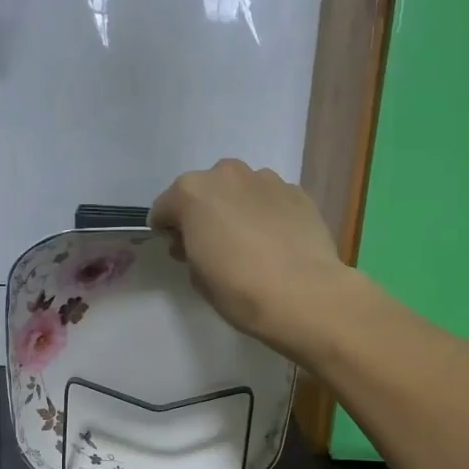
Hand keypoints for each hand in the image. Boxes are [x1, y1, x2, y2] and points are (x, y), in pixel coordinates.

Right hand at [147, 159, 352, 358]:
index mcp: (192, 192)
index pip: (165, 207)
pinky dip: (267, 214)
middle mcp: (227, 174)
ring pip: (240, 190)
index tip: (178, 250)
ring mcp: (266, 179)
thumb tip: (197, 242)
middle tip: (213, 245)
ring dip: (237, 208)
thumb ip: (190, 249)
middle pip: (205, 191)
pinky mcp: (297, 192)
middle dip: (203, 213)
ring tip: (250, 242)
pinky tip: (276, 242)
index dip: (167, 230)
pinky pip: (270, 199)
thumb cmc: (239, 289)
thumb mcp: (197, 276)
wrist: (303, 294)